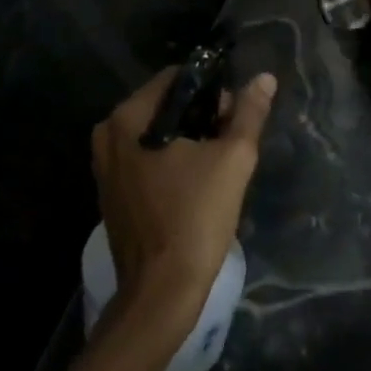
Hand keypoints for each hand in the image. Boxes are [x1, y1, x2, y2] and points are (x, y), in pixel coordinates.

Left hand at [91, 67, 277, 337]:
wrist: (161, 292)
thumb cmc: (196, 218)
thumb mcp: (233, 159)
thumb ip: (248, 113)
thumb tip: (264, 78)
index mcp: (127, 118)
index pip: (175, 79)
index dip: (211, 89)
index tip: (234, 114)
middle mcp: (107, 135)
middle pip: (164, 105)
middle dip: (201, 115)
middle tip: (231, 140)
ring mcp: (105, 166)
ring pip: (155, 133)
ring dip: (188, 139)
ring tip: (218, 162)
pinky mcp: (111, 193)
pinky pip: (144, 158)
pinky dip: (170, 161)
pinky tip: (195, 183)